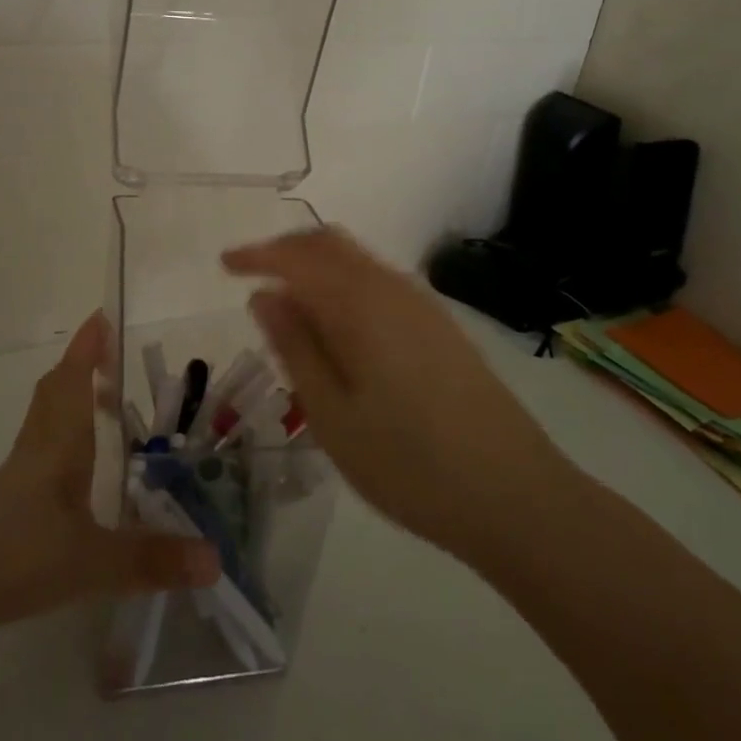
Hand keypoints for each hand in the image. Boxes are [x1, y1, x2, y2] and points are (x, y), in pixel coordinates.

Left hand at [0, 312, 219, 644]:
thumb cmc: (9, 556)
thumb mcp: (88, 563)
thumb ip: (150, 560)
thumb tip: (214, 560)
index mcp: (58, 446)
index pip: (74, 381)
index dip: (88, 347)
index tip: (102, 316)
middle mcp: (34, 451)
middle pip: (54, 394)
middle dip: (80, 368)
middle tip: (109, 357)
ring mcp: (10, 480)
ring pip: (43, 423)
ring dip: (69, 403)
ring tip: (99, 409)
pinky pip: (34, 455)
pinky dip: (57, 444)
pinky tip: (69, 479)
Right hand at [222, 228, 569, 562]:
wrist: (516, 496)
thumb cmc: (409, 463)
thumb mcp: (331, 415)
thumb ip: (295, 347)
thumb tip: (264, 296)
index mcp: (360, 304)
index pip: (297, 256)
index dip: (256, 255)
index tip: (224, 266)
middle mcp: (393, 288)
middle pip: (330, 244)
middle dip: (286, 252)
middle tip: (251, 278)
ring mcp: (422, 306)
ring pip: (357, 262)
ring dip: (316, 269)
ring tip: (287, 309)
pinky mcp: (440, 328)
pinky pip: (378, 284)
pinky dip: (344, 287)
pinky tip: (336, 331)